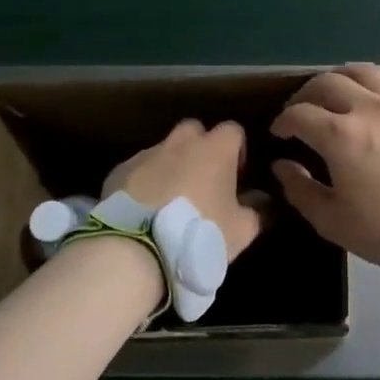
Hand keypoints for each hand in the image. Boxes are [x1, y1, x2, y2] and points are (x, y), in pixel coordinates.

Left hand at [104, 119, 263, 257]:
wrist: (138, 248)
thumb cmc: (200, 233)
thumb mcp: (242, 231)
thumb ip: (256, 211)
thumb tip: (260, 200)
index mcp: (215, 149)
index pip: (233, 130)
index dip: (237, 150)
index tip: (236, 175)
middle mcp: (181, 142)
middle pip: (194, 130)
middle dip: (200, 148)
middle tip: (202, 181)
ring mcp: (147, 154)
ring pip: (164, 150)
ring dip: (170, 166)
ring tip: (169, 200)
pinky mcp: (119, 171)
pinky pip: (138, 170)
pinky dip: (144, 182)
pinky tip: (143, 210)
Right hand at [270, 63, 379, 263]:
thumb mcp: (332, 220)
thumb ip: (300, 189)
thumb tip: (282, 165)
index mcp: (341, 135)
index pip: (299, 114)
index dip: (283, 121)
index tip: (280, 133)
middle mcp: (368, 108)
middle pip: (327, 83)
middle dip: (305, 95)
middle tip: (301, 111)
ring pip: (362, 72)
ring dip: (340, 79)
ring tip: (335, 94)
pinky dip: (371, 87)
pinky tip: (370, 103)